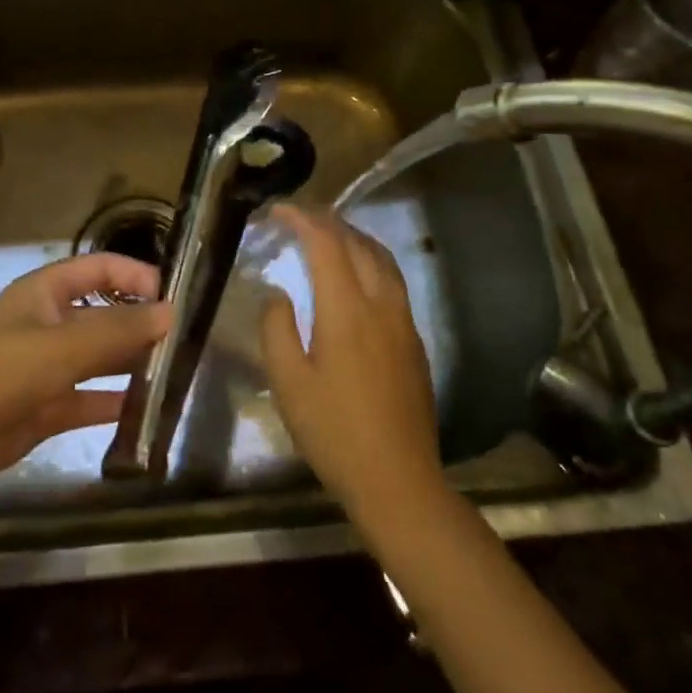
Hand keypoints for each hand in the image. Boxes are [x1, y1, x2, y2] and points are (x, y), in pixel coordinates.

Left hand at [0, 254, 171, 497]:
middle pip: (102, 313)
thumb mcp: (63, 346)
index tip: (171, 296)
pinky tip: (145, 410)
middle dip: (138, 323)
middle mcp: (47, 323)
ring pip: (97, 357)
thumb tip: (171, 313)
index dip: (134, 276)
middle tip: (181, 340)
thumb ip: (119, 331)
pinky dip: (112, 402)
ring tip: (172, 372)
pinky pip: (88, 398)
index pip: (98, 268)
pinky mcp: (44, 406)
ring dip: (129, 362)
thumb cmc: (0, 372)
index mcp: (45, 292)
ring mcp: (45, 366)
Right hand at [260, 206, 441, 519]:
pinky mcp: (414, 340)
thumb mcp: (288, 383)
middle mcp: (381, 304)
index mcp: (347, 309)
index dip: (301, 219)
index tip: (278, 210)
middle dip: (328, 221)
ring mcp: (404, 321)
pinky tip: (358, 276)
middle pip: (357, 243)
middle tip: (299, 217)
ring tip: (330, 234)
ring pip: (382, 259)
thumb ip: (277, 328)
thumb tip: (278, 294)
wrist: (398, 481)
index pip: (326, 244)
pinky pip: (393, 281)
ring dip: (354, 237)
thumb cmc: (334, 432)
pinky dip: (371, 260)